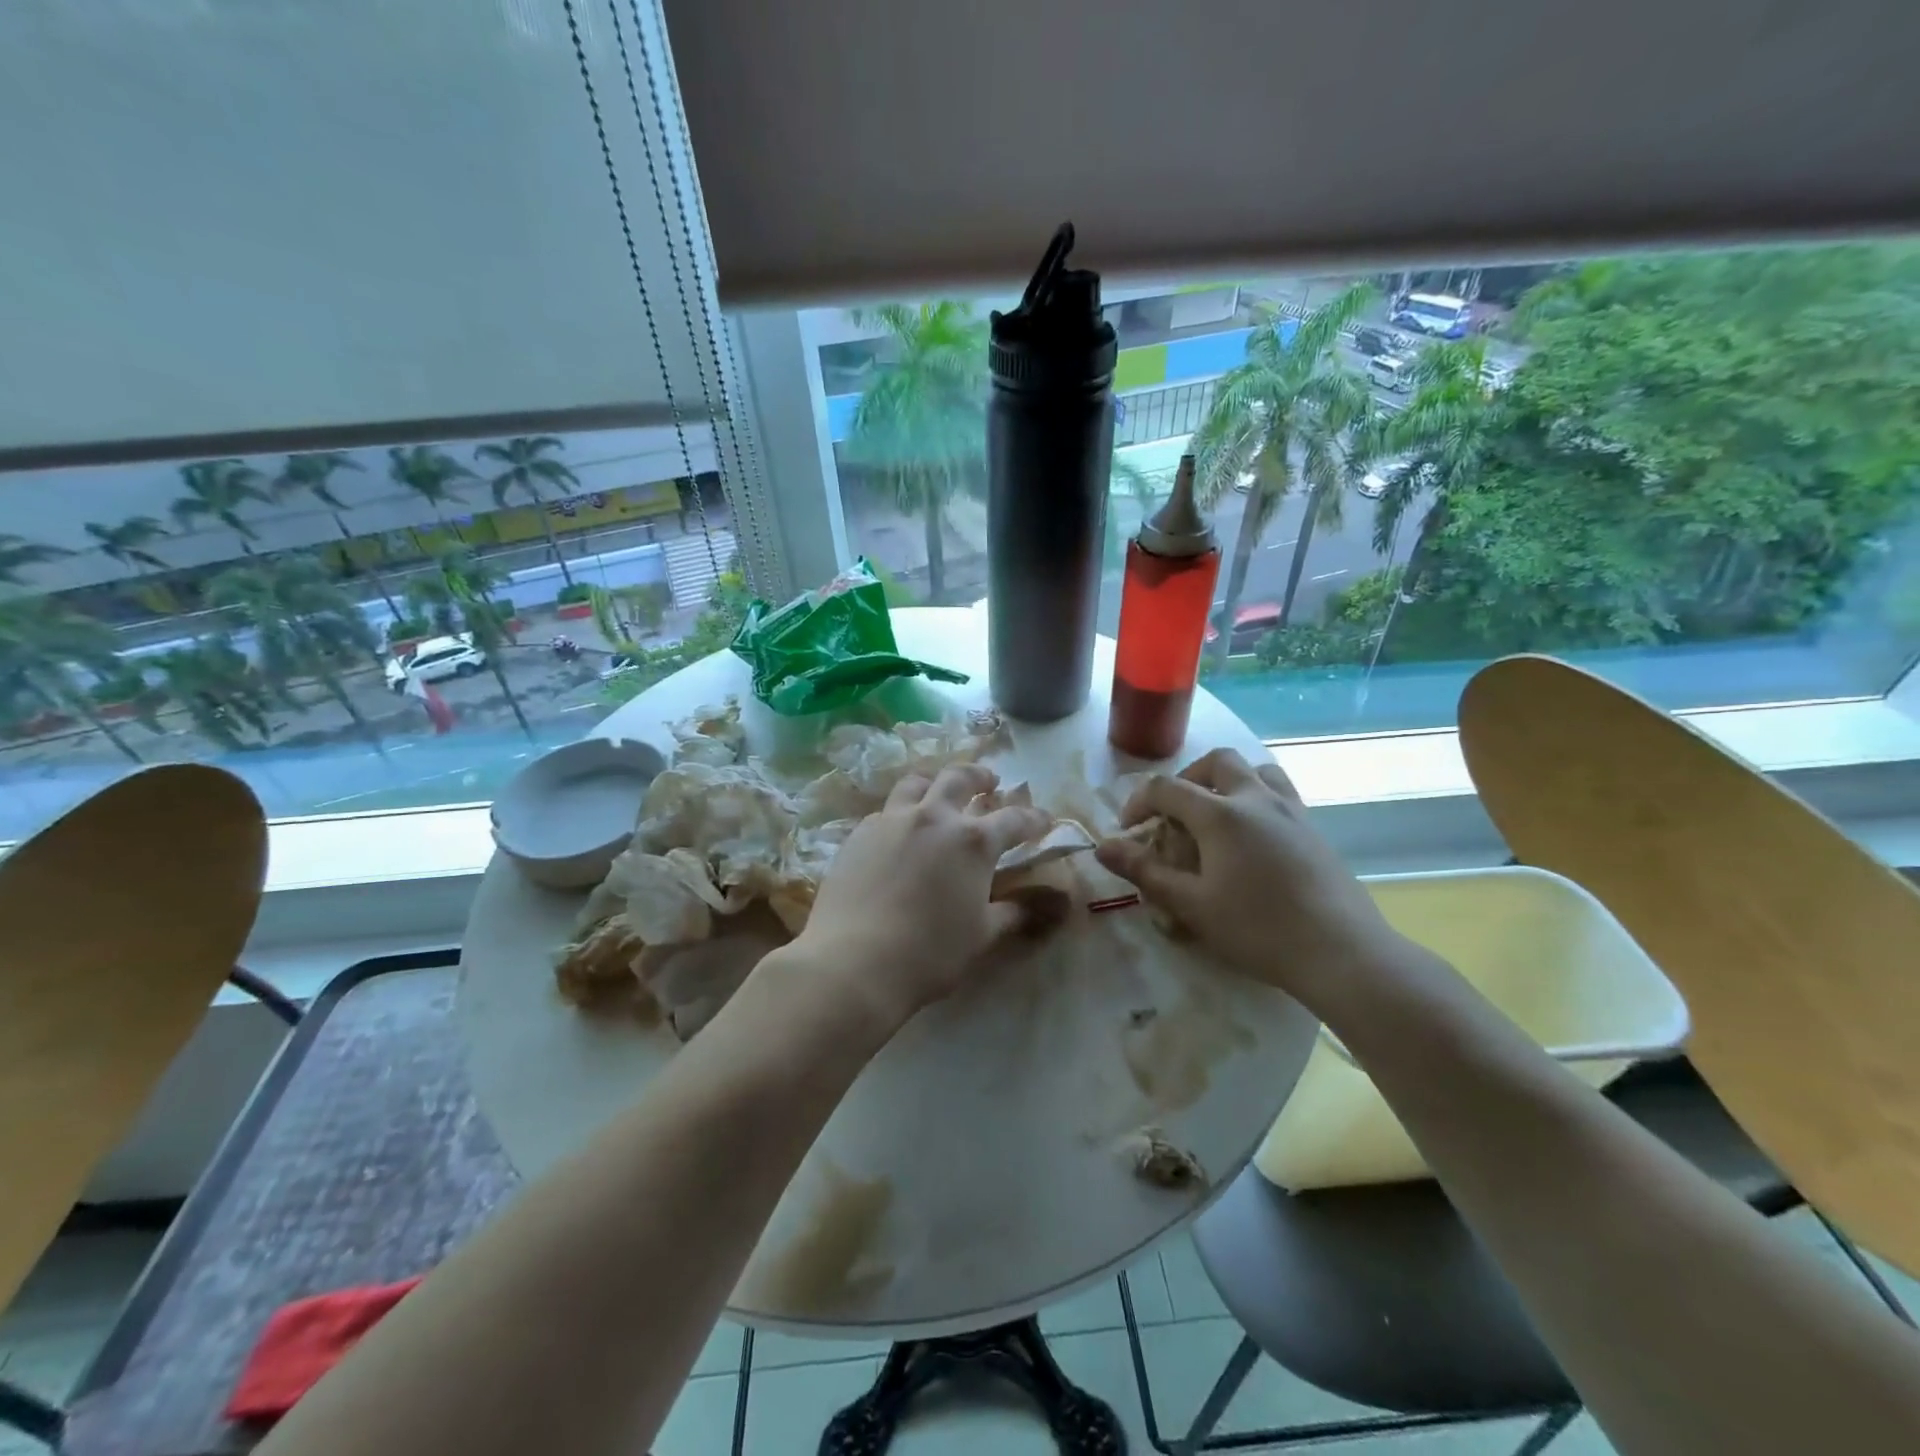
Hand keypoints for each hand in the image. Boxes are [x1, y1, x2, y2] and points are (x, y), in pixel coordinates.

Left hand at [797, 764, 1050, 1029]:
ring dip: (935, 783)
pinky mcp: (859, 833)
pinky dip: (901, 812)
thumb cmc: (929, 952)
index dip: (1034, 819)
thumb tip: (1058, 904)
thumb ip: (1018, 912)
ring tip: (940, 792)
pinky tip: (900, 831)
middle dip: (981, 777)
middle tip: (990, 782)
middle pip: (960, 778)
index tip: (1044, 821)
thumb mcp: (982, 934)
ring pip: (916, 783)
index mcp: (972, 841)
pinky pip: (886, 810)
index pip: (1013, 819)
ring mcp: (892, 820)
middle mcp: (934, 817)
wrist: (853, 961)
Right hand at [1094, 748, 1402, 1014]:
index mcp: (1221, 814)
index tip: (1129, 831)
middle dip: (1187, 779)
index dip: (1139, 803)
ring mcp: (1291, 810)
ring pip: (1256, 769)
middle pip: (1216, 762)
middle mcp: (1256, 798)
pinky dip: (1256, 797)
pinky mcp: (1314, 828)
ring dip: (1227, 781)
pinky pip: (1280, 792)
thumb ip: (1145, 871)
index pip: (1166, 788)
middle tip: (1175, 813)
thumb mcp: (1191, 905)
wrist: (1341, 952)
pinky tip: (1253, 837)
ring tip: (1215, 814)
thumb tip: (1102, 846)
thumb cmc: (1258, 929)